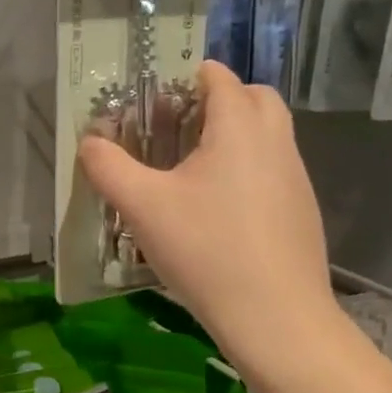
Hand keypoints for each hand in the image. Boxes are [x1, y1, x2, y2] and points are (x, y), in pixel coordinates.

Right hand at [78, 62, 339, 378]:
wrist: (276, 317)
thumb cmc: (206, 250)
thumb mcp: (143, 207)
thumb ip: (108, 167)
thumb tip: (89, 142)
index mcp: (239, 126)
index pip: (217, 75)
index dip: (184, 78)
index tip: (154, 103)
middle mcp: (275, 140)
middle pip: (252, 97)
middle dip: (216, 102)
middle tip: (177, 132)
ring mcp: (296, 177)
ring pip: (267, 135)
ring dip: (234, 137)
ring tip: (192, 174)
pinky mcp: (302, 210)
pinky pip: (274, 171)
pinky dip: (248, 171)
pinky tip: (219, 214)